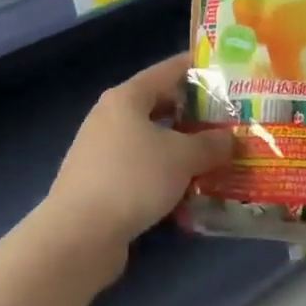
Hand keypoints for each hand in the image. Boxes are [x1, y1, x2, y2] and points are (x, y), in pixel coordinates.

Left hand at [43, 53, 233, 271]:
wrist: (78, 237)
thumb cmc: (133, 179)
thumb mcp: (182, 157)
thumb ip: (210, 144)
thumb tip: (228, 139)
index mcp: (127, 97)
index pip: (169, 70)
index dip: (199, 68)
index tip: (227, 72)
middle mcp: (110, 116)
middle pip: (160, 104)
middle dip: (194, 113)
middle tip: (227, 120)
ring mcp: (101, 150)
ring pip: (151, 140)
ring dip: (180, 148)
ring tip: (214, 156)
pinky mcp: (99, 183)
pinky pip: (140, 168)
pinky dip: (163, 174)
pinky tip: (187, 190)